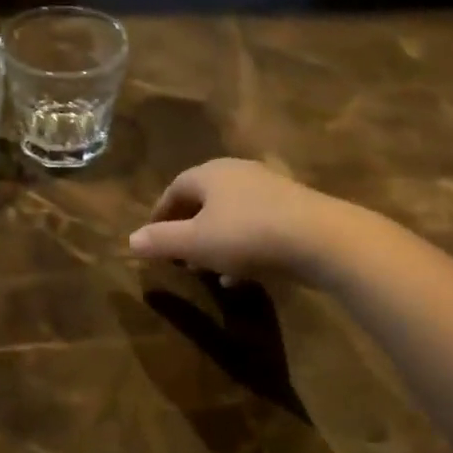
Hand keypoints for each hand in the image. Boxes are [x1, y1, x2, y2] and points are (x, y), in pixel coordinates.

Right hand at [128, 159, 340, 283]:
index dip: (160, 213)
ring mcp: (269, 190)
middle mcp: (239, 174)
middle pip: (204, 200)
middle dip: (187, 228)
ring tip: (205, 270)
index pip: (175, 188)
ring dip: (214, 242)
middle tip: (177, 255)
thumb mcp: (196, 243)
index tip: (151, 237)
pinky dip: (240, 249)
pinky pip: (255, 228)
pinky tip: (239, 277)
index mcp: (211, 174)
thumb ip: (161, 241)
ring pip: (230, 216)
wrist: (322, 239)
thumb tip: (131, 240)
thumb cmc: (248, 235)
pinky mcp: (293, 211)